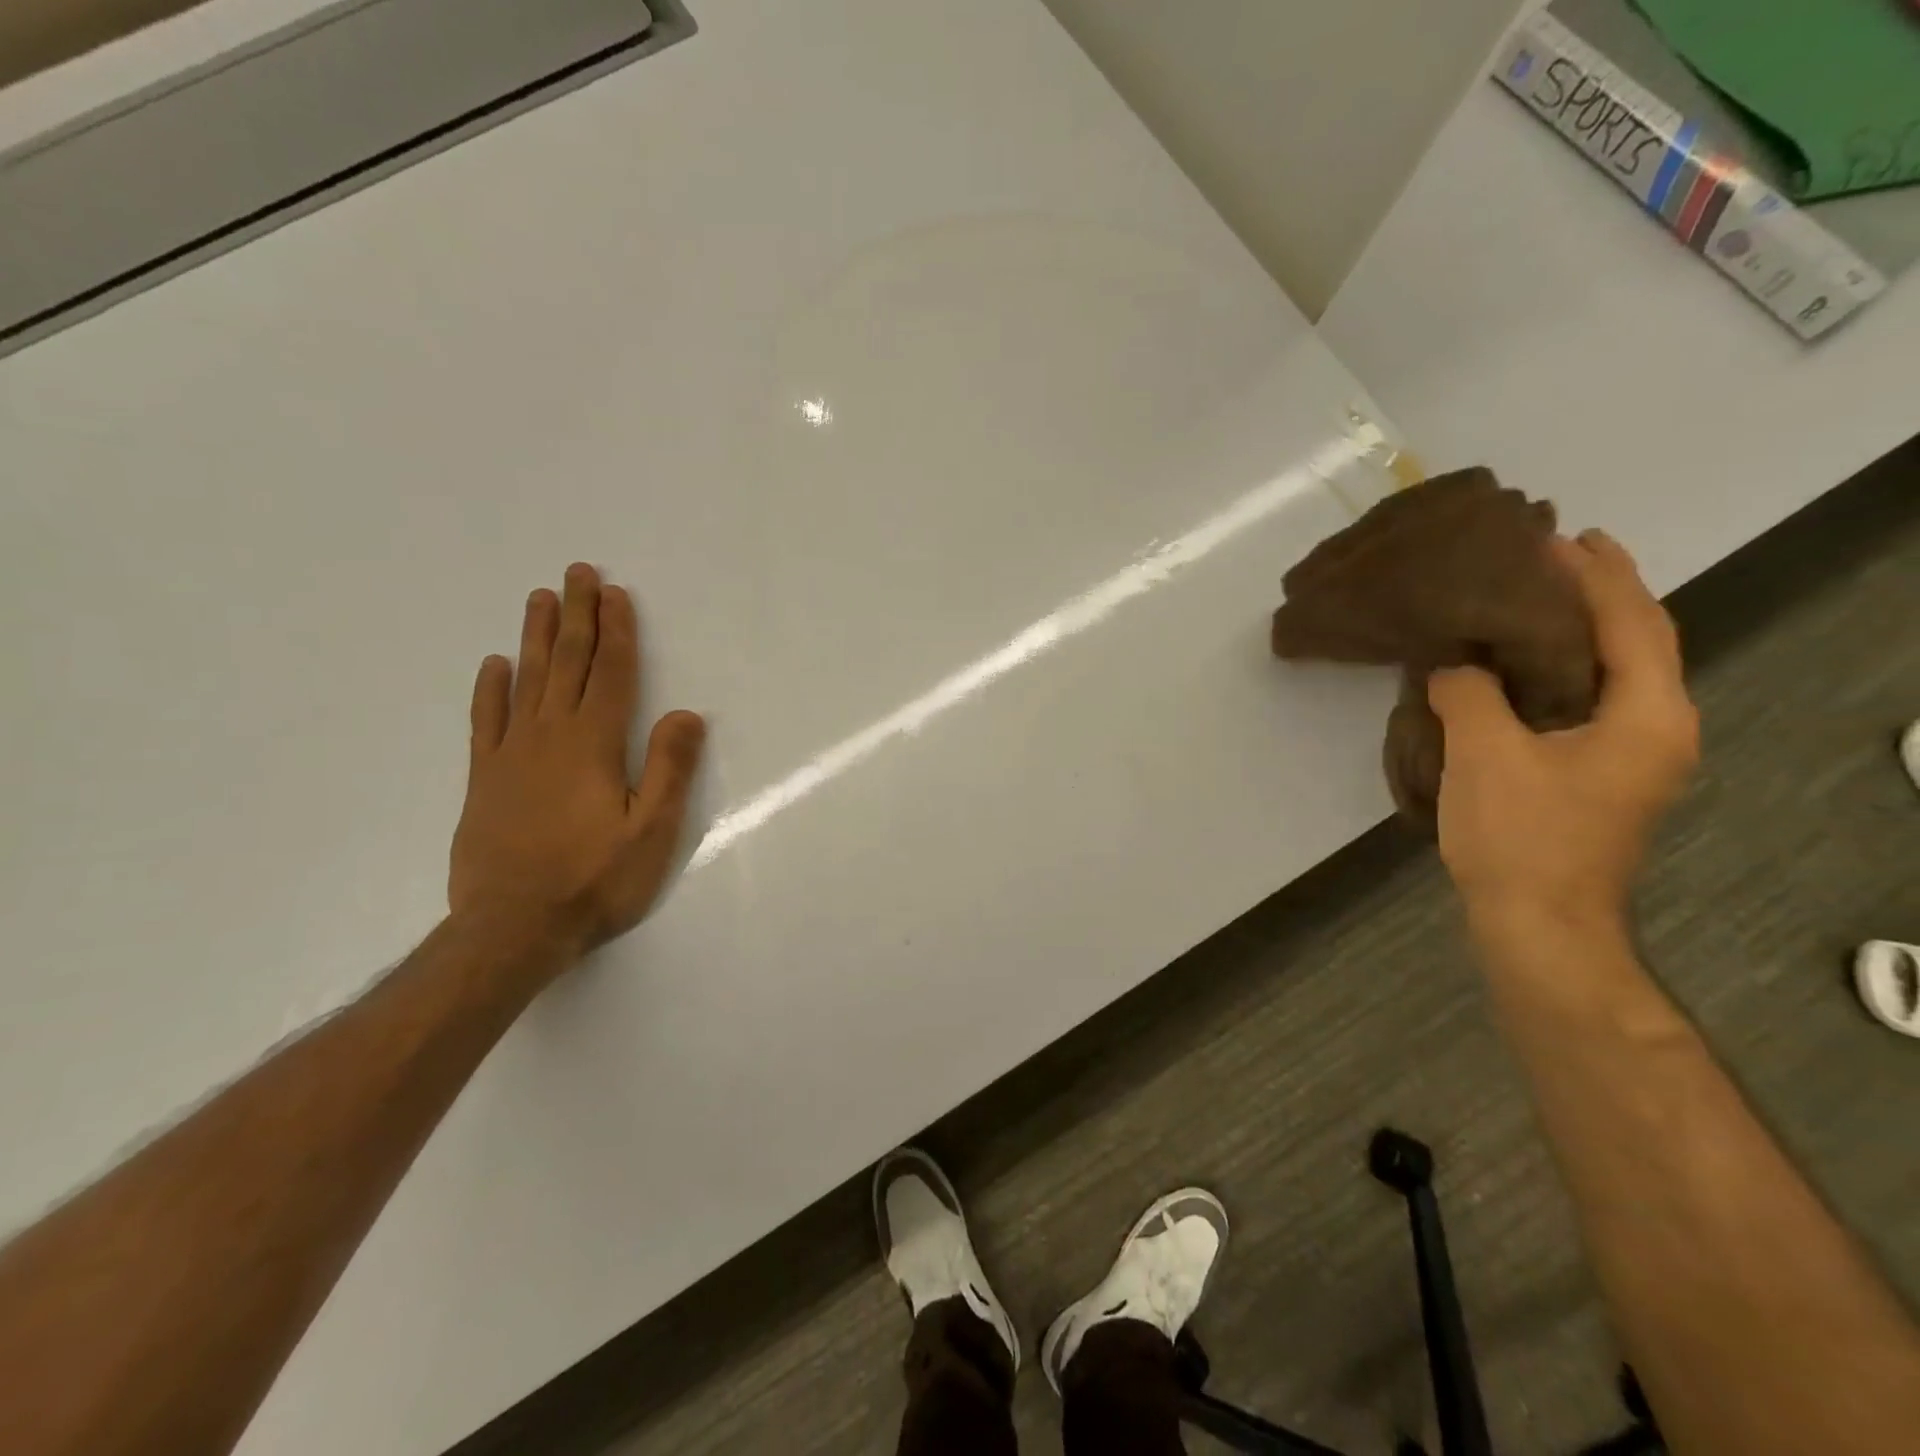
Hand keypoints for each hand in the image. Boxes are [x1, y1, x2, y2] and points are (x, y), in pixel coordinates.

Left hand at [449, 563, 705, 965]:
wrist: (512, 929)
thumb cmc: (594, 881)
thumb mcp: (651, 831)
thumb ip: (670, 769)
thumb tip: (686, 714)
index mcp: (594, 746)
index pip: (609, 674)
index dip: (616, 632)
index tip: (616, 594)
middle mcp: (549, 737)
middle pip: (566, 664)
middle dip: (576, 616)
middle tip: (578, 572)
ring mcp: (510, 755)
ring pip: (525, 681)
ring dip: (535, 637)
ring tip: (540, 598)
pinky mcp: (483, 779)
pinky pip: (485, 721)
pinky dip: (490, 689)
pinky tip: (494, 665)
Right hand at [1428, 531, 1697, 935]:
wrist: (1538, 923)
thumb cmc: (1521, 835)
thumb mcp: (1484, 753)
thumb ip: (1469, 693)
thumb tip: (1452, 666)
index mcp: (1648, 714)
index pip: (1631, 621)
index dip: (1595, 574)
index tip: (1556, 536)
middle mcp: (1656, 727)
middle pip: (1636, 641)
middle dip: (1597, 593)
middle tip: (1546, 556)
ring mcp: (1630, 756)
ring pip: (1611, 672)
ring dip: (1577, 631)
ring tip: (1529, 600)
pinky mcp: (1598, 776)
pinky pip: (1584, 701)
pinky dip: (1557, 670)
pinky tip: (1515, 667)